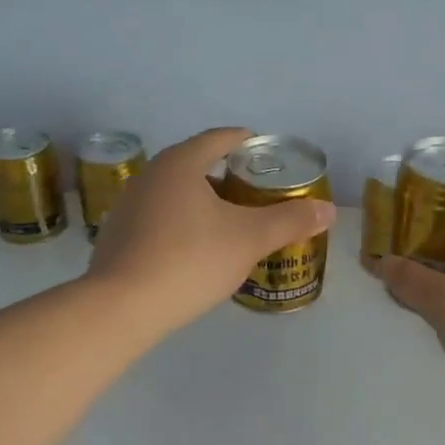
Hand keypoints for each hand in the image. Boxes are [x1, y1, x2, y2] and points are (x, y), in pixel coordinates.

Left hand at [87, 127, 335, 333]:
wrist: (122, 307)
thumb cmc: (190, 260)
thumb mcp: (248, 239)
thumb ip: (289, 220)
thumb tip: (328, 209)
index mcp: (180, 164)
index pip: (218, 138)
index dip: (245, 141)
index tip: (265, 152)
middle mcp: (149, 175)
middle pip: (194, 163)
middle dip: (225, 174)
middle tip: (254, 191)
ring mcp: (127, 205)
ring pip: (174, 192)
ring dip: (201, 199)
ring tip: (227, 221)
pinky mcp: (116, 235)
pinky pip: (157, 217)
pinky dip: (179, 222)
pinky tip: (192, 249)